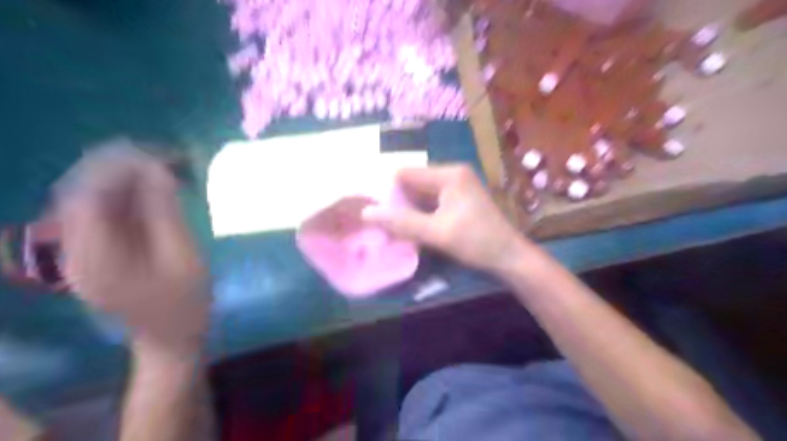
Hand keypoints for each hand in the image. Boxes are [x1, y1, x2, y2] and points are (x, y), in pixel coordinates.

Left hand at [57, 146, 208, 356]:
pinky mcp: (99, 250)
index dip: (119, 168)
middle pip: (84, 192)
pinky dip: (131, 193)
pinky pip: (107, 210)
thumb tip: (159, 170)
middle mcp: (76, 251)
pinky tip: (157, 187)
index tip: (160, 155)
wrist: (173, 336)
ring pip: (94, 198)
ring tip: (166, 166)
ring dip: (127, 177)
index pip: (87, 197)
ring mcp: (85, 250)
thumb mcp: (183, 259)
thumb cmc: (185, 303)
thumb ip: (166, 214)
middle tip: (166, 156)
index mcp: (92, 258)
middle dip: (122, 167)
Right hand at [363, 166, 533, 275]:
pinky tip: (411, 227)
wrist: (510, 258)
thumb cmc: (476, 242)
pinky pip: (432, 202)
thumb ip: (402, 222)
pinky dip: (420, 214)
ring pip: (421, 194)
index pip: (406, 174)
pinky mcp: (459, 200)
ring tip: (391, 225)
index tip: (373, 210)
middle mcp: (453, 174)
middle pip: (413, 183)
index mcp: (449, 174)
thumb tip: (367, 212)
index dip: (388, 191)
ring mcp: (457, 187)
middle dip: (397, 201)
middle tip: (379, 220)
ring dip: (408, 209)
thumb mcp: (436, 232)